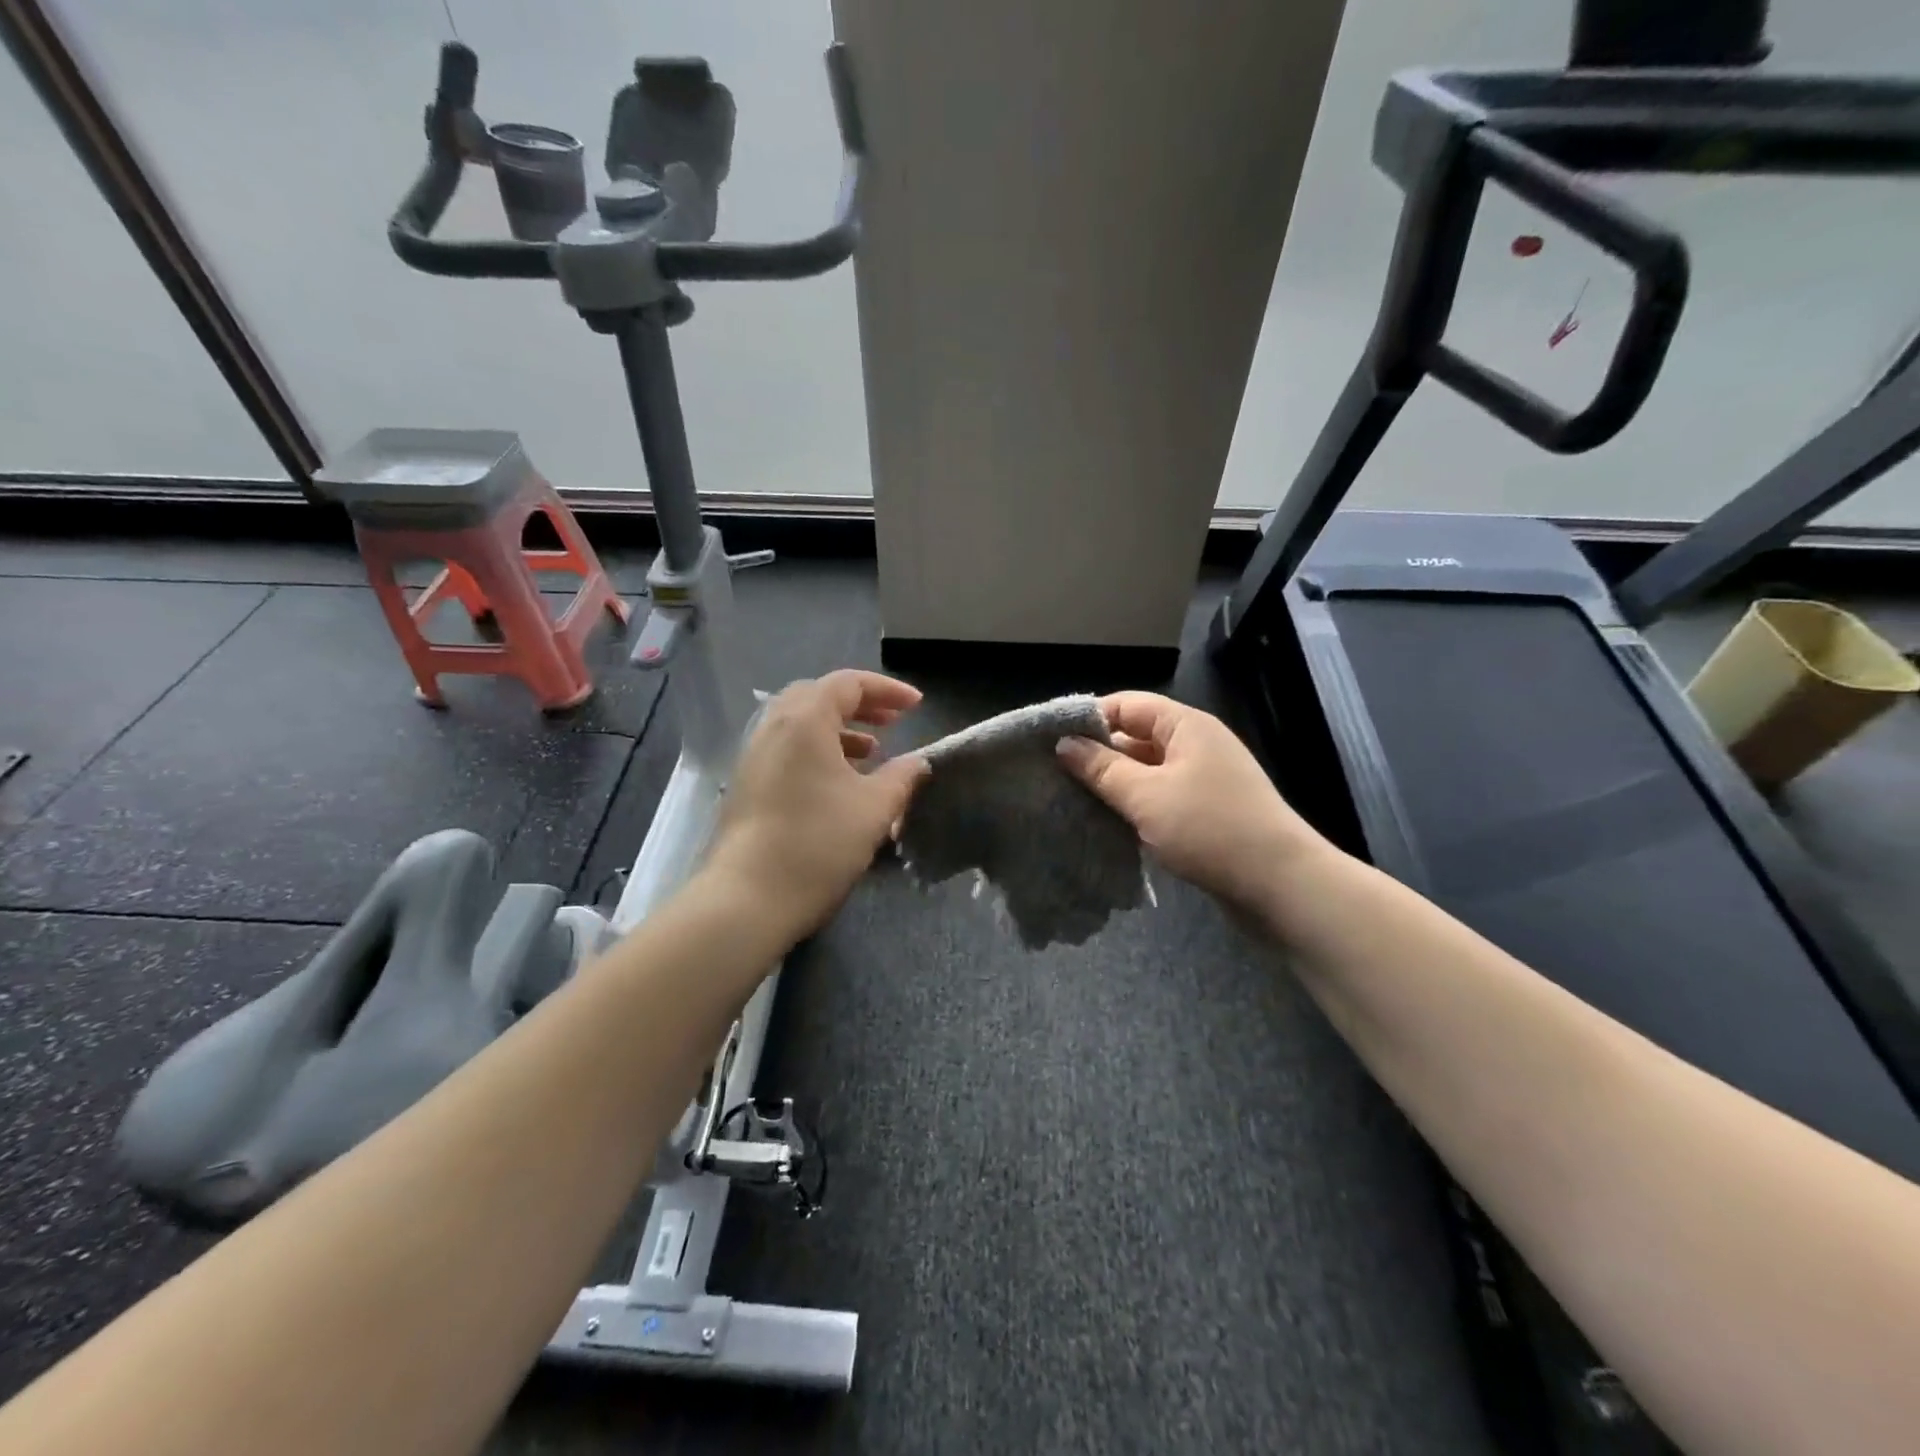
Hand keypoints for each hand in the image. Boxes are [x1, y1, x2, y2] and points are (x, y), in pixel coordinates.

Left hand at [706, 670, 928, 935]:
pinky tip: (839, 784)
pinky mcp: (747, 785)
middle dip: (859, 705)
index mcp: (804, 720)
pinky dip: (818, 752)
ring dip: (839, 730)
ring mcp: (754, 757)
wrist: (748, 898)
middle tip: (892, 722)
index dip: (887, 690)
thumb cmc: (818, 843)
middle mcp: (773, 728)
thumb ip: (901, 777)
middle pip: (818, 697)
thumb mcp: (874, 808)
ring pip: (800, 725)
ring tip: (872, 753)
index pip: (848, 684)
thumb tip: (918, 763)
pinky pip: (787, 750)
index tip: (917, 706)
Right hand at [1056, 692, 1328, 913]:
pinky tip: (1108, 825)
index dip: (1089, 719)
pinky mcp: (1206, 811)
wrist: (1280, 885)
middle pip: (1135, 737)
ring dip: (1114, 786)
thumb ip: (1101, 768)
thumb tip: (1064, 744)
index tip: (1050, 743)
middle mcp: (1195, 744)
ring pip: (1146, 771)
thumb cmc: (1209, 829)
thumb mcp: (1146, 796)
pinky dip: (1135, 806)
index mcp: (1185, 725)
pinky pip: (1160, 797)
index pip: (1126, 705)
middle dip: (1097, 756)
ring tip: (1073, 802)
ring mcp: (1203, 779)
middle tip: (1054, 778)